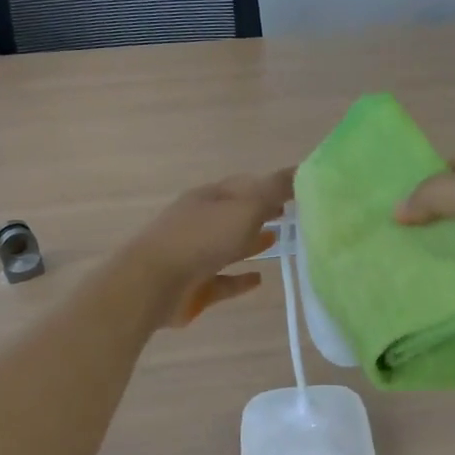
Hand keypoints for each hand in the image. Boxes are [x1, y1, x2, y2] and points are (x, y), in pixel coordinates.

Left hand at [132, 168, 293, 326]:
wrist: (152, 284)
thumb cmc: (201, 239)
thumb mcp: (245, 207)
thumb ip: (274, 190)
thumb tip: (302, 168)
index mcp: (209, 197)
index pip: (245, 185)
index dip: (271, 186)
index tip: (299, 192)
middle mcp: (200, 221)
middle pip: (236, 214)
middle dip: (263, 212)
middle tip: (294, 216)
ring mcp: (195, 254)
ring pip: (229, 245)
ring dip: (252, 242)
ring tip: (280, 241)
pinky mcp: (195, 286)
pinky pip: (224, 279)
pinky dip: (241, 278)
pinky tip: (260, 279)